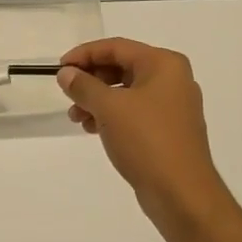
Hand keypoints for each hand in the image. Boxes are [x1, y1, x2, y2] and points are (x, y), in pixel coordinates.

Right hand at [57, 39, 229, 235]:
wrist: (182, 194)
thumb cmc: (147, 140)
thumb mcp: (109, 108)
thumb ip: (84, 86)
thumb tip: (66, 73)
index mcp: (164, 64)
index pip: (117, 47)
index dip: (85, 54)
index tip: (60, 68)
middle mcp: (173, 79)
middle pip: (122, 67)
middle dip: (91, 80)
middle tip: (67, 94)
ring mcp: (173, 106)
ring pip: (127, 92)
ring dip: (98, 100)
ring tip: (77, 118)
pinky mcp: (169, 130)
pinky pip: (135, 112)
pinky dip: (112, 116)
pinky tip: (93, 129)